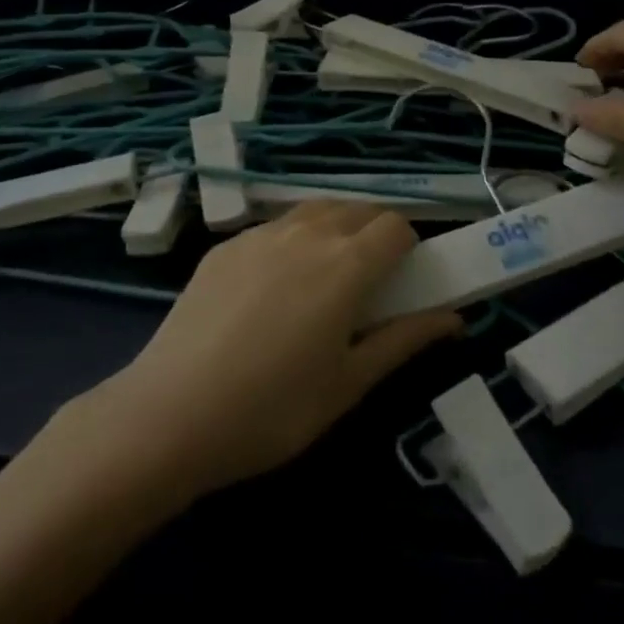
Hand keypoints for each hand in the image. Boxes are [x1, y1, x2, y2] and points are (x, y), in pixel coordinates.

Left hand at [102, 202, 459, 498]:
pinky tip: (270, 290)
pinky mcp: (225, 246)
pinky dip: (291, 241)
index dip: (407, 248)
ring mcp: (261, 234)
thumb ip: (405, 339)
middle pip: (358, 209)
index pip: (396, 225)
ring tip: (321, 279)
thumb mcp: (349, 383)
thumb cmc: (274, 409)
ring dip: (334, 229)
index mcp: (347, 263)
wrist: (169, 414)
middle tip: (365, 284)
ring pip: (315, 210)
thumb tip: (455, 317)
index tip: (400, 282)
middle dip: (374, 234)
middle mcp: (308, 232)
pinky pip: (274, 227)